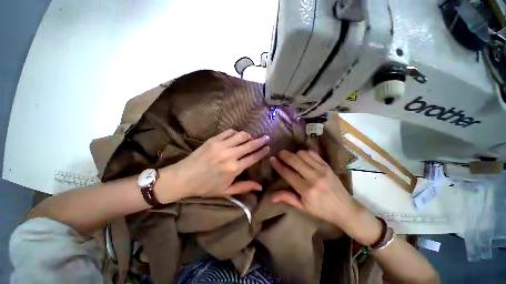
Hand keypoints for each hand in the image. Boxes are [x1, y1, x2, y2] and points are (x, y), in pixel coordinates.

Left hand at [158, 129, 269, 201]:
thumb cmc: (205, 187)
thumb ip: (244, 187)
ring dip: (248, 136)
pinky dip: (235, 133)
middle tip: (266, 137)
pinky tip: (236, 136)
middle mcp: (230, 155)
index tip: (268, 147)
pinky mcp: (213, 140)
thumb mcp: (226, 191)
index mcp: (234, 169)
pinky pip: (229, 132)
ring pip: (241, 135)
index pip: (253, 157)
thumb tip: (261, 187)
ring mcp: (221, 145)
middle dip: (260, 140)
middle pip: (250, 144)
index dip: (262, 151)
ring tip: (250, 138)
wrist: (183, 178)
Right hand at [270, 150, 380, 244]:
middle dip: (284, 155)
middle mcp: (313, 177)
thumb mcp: (303, 207)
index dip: (278, 165)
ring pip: (303, 154)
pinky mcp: (327, 166)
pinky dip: (305, 153)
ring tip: (292, 157)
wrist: (346, 209)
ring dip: (295, 154)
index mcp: (306, 190)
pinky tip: (302, 157)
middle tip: (279, 154)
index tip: (272, 159)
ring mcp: (322, 170)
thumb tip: (271, 197)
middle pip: (294, 160)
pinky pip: (313, 154)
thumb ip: (288, 198)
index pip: (287, 173)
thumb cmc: (322, 210)